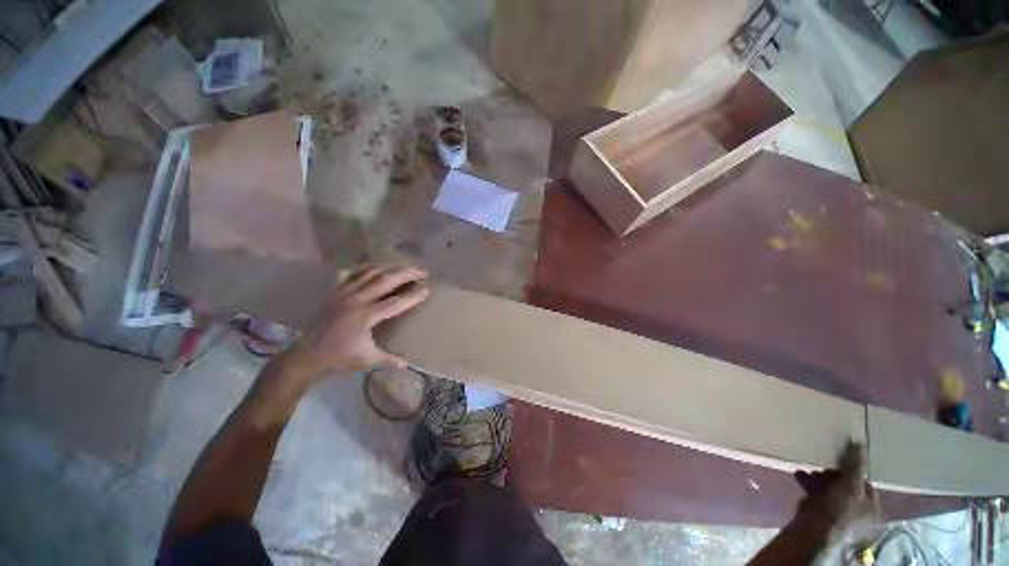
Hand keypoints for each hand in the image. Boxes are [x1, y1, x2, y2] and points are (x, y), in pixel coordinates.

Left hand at [281, 264, 429, 379]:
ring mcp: (343, 293)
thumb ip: (389, 360)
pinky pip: (351, 274)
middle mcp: (356, 300)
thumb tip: (407, 364)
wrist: (306, 356)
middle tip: (421, 271)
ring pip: (369, 272)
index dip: (413, 296)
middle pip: (385, 280)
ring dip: (389, 267)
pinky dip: (364, 268)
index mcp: (365, 316)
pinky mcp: (334, 292)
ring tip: (403, 266)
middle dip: (406, 274)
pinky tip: (373, 267)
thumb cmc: (338, 359)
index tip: (427, 289)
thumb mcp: (367, 360)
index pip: (396, 302)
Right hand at [793, 441, 879, 542]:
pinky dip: (808, 480)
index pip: (865, 480)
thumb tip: (859, 443)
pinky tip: (800, 474)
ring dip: (818, 475)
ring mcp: (838, 506)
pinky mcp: (820, 504)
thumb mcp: (852, 484)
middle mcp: (857, 506)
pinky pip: (816, 487)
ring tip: (810, 470)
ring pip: (829, 483)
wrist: (814, 525)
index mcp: (871, 504)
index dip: (853, 469)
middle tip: (823, 465)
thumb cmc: (840, 507)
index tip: (841, 460)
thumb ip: (855, 464)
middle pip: (846, 481)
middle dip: (832, 471)